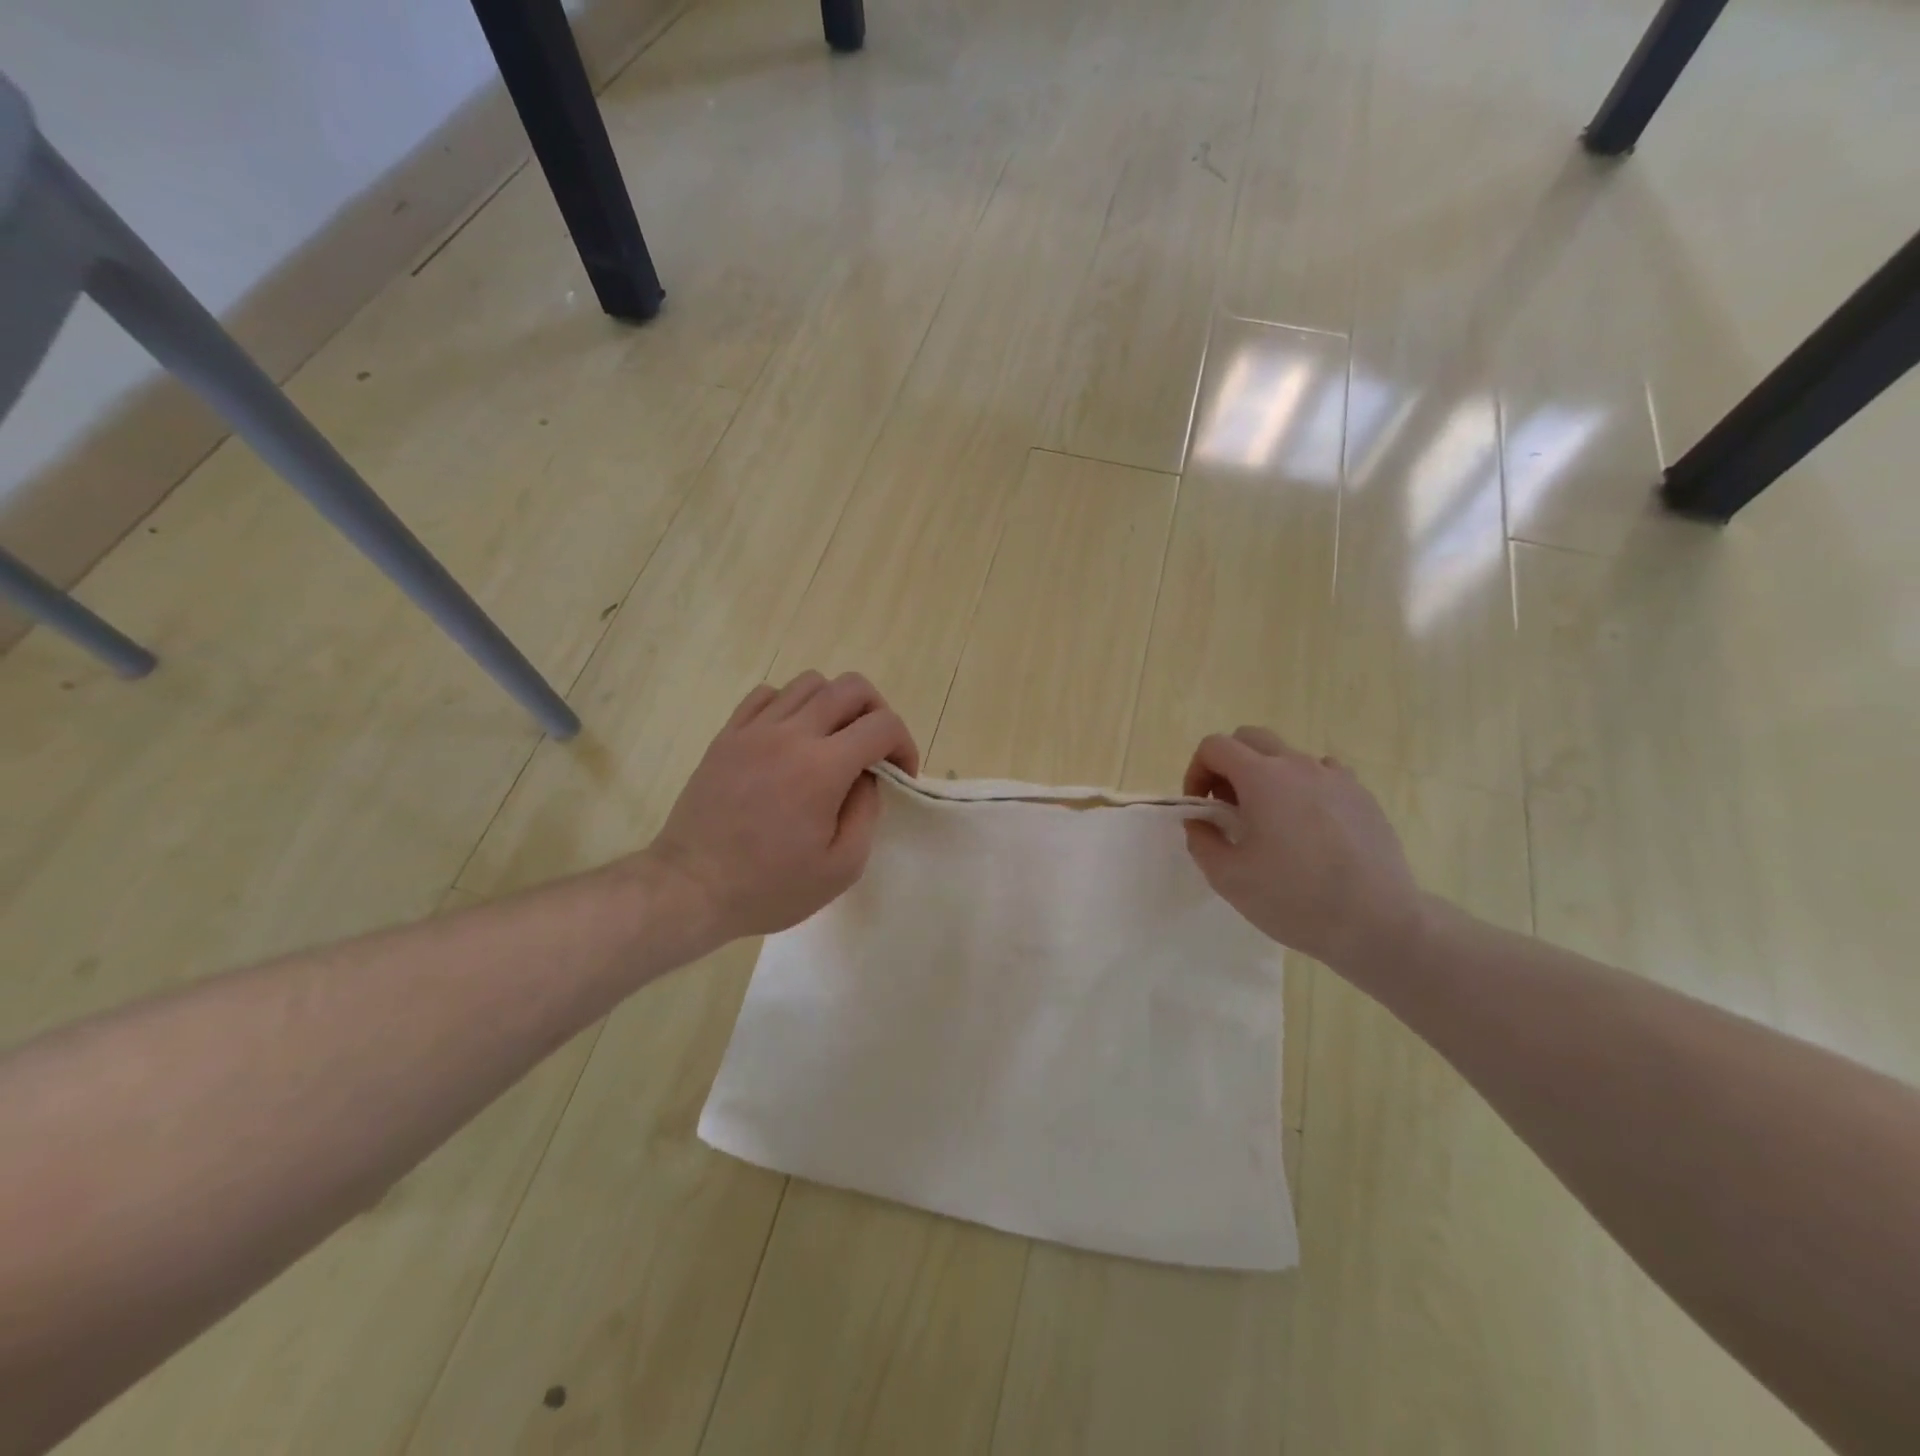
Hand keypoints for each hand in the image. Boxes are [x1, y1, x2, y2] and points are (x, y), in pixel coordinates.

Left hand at [647, 672, 919, 943]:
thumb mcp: (841, 868)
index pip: (883, 725)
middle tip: (873, 749)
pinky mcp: (727, 735)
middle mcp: (791, 734)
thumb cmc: (770, 887)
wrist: (691, 888)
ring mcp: (754, 730)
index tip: (899, 774)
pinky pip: (767, 694)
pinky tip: (790, 738)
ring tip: (832, 741)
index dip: (904, 745)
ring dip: (834, 705)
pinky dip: (790, 705)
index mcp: (823, 768)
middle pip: (851, 687)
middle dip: (877, 711)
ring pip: (809, 682)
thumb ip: (866, 813)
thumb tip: (867, 777)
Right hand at [1183, 728, 1422, 971]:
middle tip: (1229, 808)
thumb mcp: (1228, 877)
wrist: (1377, 923)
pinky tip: (1309, 828)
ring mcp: (1336, 778)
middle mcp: (1299, 765)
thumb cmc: (1294, 898)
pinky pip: (1322, 776)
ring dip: (1266, 778)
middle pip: (1250, 739)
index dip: (1196, 771)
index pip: (1214, 746)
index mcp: (1262, 778)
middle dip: (1228, 765)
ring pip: (1288, 757)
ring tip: (1271, 823)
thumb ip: (1201, 839)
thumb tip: (1199, 820)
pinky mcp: (1362, 796)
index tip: (1202, 808)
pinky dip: (1303, 789)